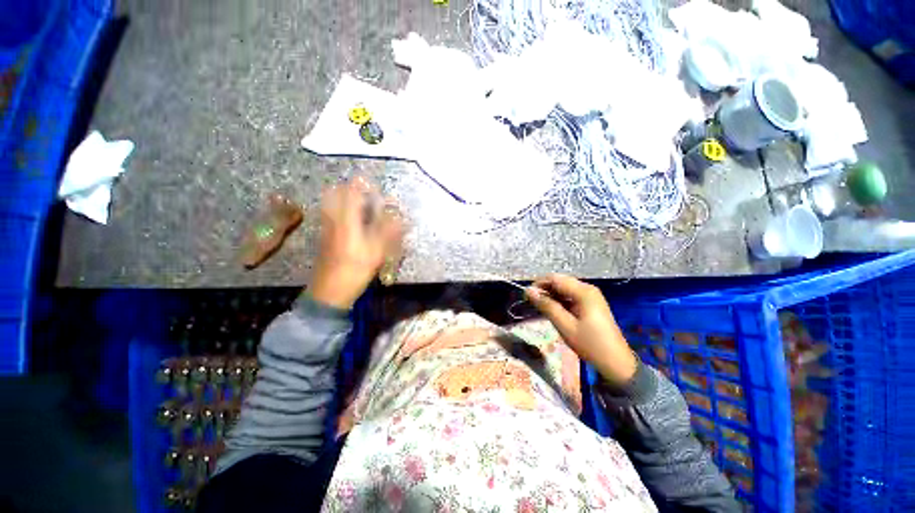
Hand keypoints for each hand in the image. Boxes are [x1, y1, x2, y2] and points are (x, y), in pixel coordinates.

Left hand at [309, 177, 403, 309]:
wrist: (330, 291)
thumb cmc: (355, 270)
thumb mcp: (376, 252)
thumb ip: (388, 232)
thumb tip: (401, 218)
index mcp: (347, 221)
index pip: (350, 193)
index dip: (360, 184)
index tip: (370, 181)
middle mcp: (333, 220)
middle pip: (335, 194)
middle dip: (349, 188)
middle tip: (365, 193)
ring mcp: (326, 228)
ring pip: (330, 204)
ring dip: (344, 198)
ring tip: (360, 205)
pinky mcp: (325, 237)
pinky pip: (330, 215)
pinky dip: (340, 210)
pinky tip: (352, 221)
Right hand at [526, 274, 636, 385]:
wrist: (616, 363)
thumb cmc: (590, 344)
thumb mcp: (565, 326)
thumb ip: (546, 306)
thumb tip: (528, 291)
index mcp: (583, 292)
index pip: (555, 279)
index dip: (538, 284)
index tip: (526, 296)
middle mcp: (587, 289)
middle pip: (560, 281)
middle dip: (544, 289)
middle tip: (532, 303)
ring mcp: (590, 296)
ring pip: (564, 288)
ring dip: (551, 295)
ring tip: (540, 308)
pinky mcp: (591, 303)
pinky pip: (570, 296)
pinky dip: (559, 301)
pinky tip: (553, 310)